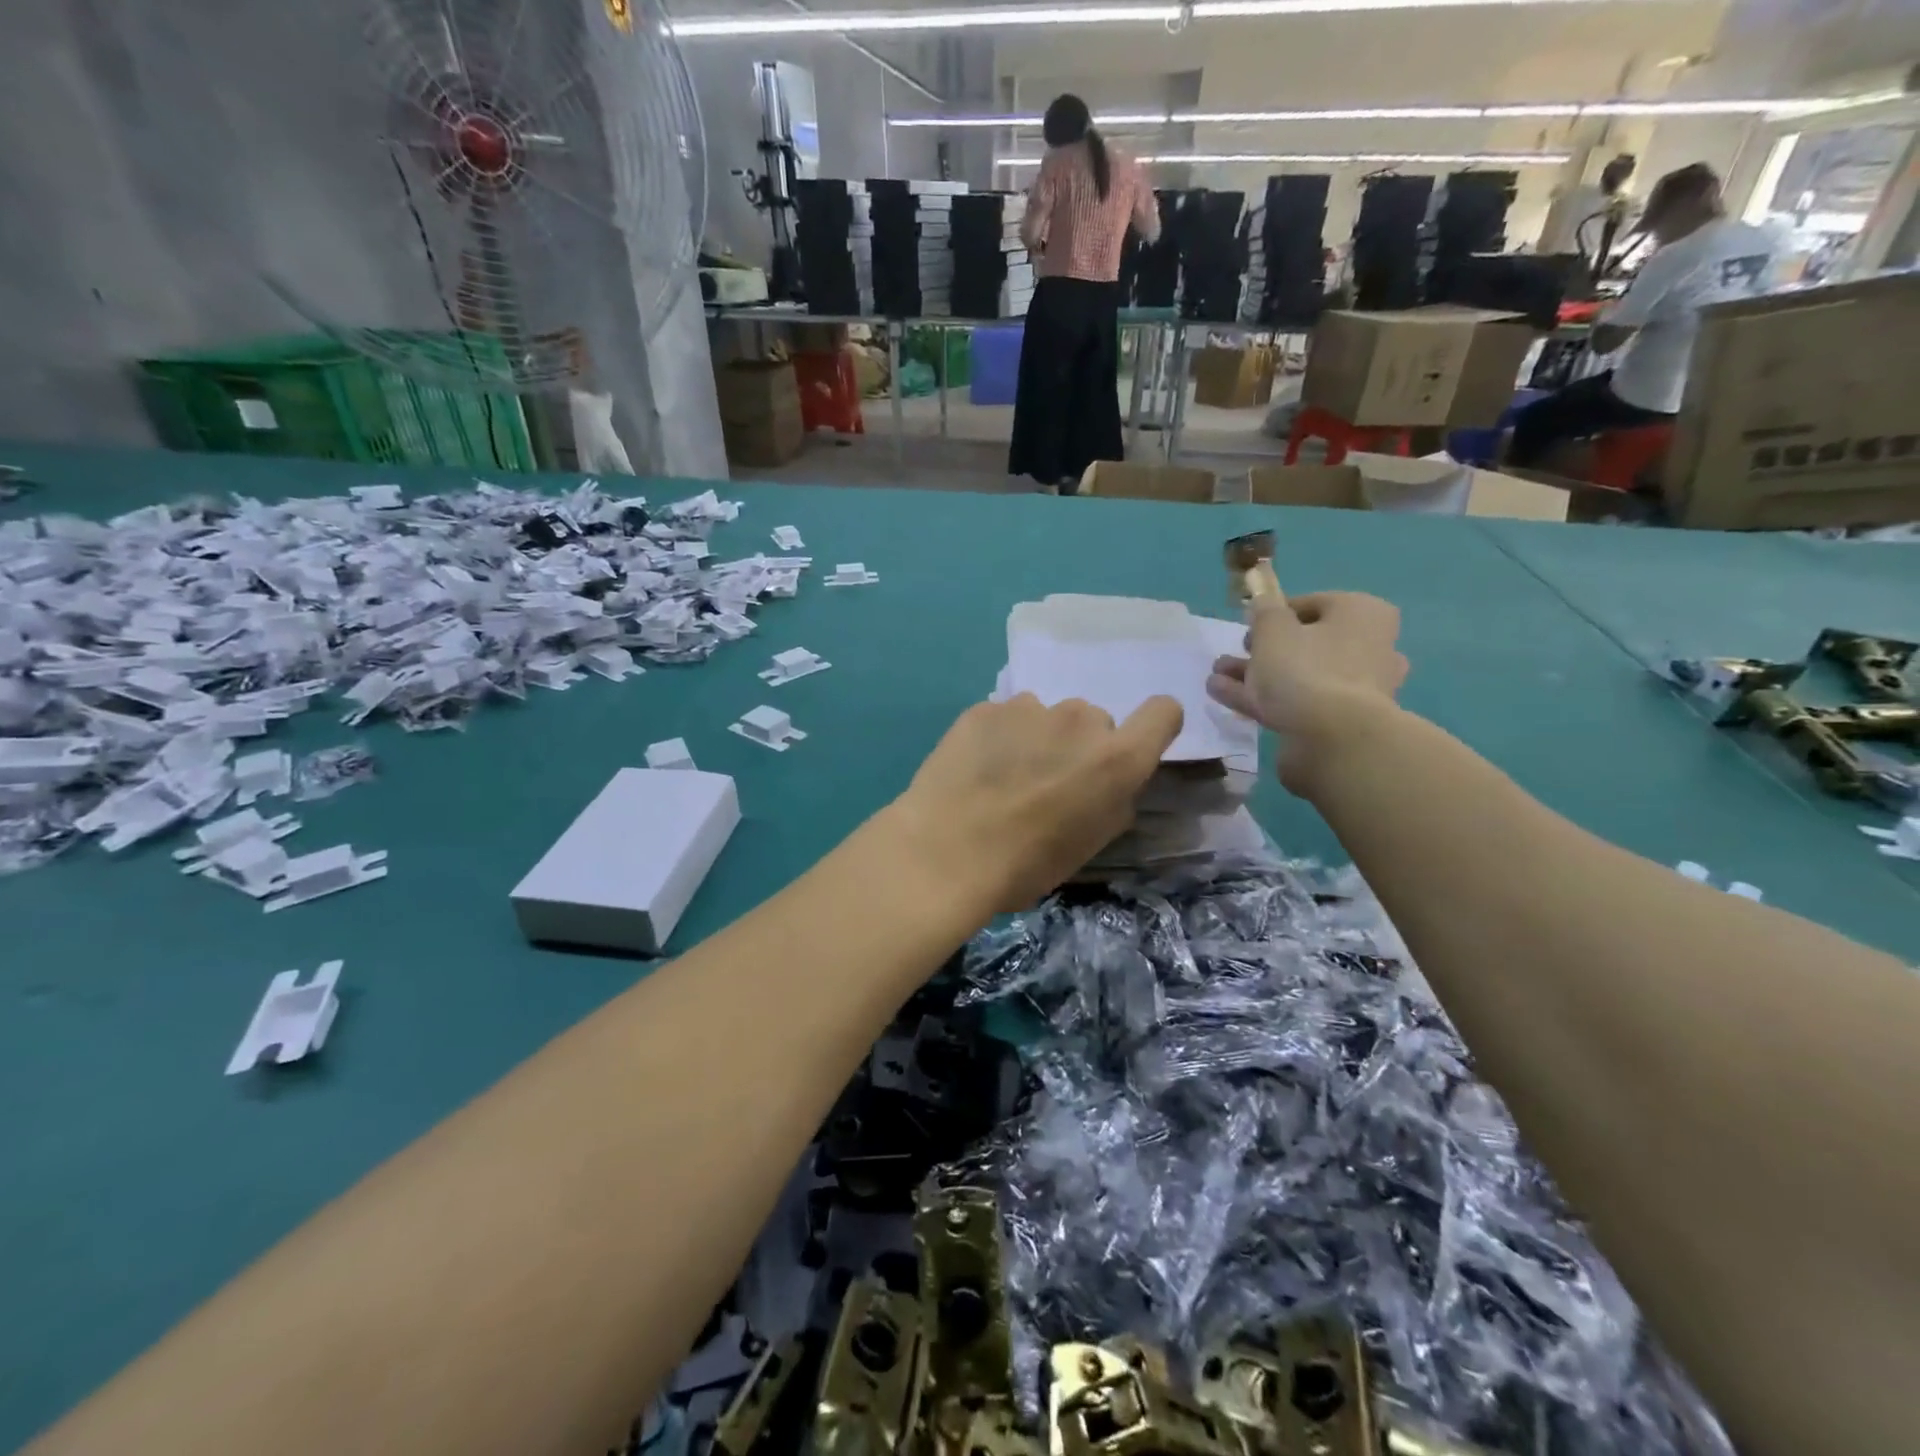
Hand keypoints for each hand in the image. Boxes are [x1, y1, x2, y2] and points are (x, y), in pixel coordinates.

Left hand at [884, 694, 1183, 910]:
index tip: (1128, 749)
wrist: (945, 854)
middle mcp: (1080, 719)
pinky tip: (974, 770)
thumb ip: (1113, 799)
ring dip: (1036, 739)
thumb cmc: (1026, 865)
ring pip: (1046, 717)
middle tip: (1047, 783)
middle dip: (1079, 746)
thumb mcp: (1090, 844)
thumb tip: (1107, 781)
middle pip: (1094, 721)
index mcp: (1117, 758)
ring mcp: (1029, 707)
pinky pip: (1004, 718)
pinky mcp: (985, 708)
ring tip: (1003, 778)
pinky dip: (997, 737)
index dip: (1153, 727)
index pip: (1164, 712)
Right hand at [1207, 592, 1406, 792]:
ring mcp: (1356, 688)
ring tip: (1216, 676)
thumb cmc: (1305, 668)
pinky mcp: (1339, 721)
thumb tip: (1263, 603)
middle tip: (1233, 653)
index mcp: (1363, 614)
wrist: (1331, 738)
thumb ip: (1264, 611)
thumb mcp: (1273, 629)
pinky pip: (1296, 701)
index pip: (1313, 604)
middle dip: (1262, 649)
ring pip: (1298, 674)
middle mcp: (1369, 647)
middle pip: (1306, 643)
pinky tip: (1223, 696)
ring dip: (1254, 674)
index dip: (1275, 613)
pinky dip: (1261, 697)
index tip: (1247, 625)